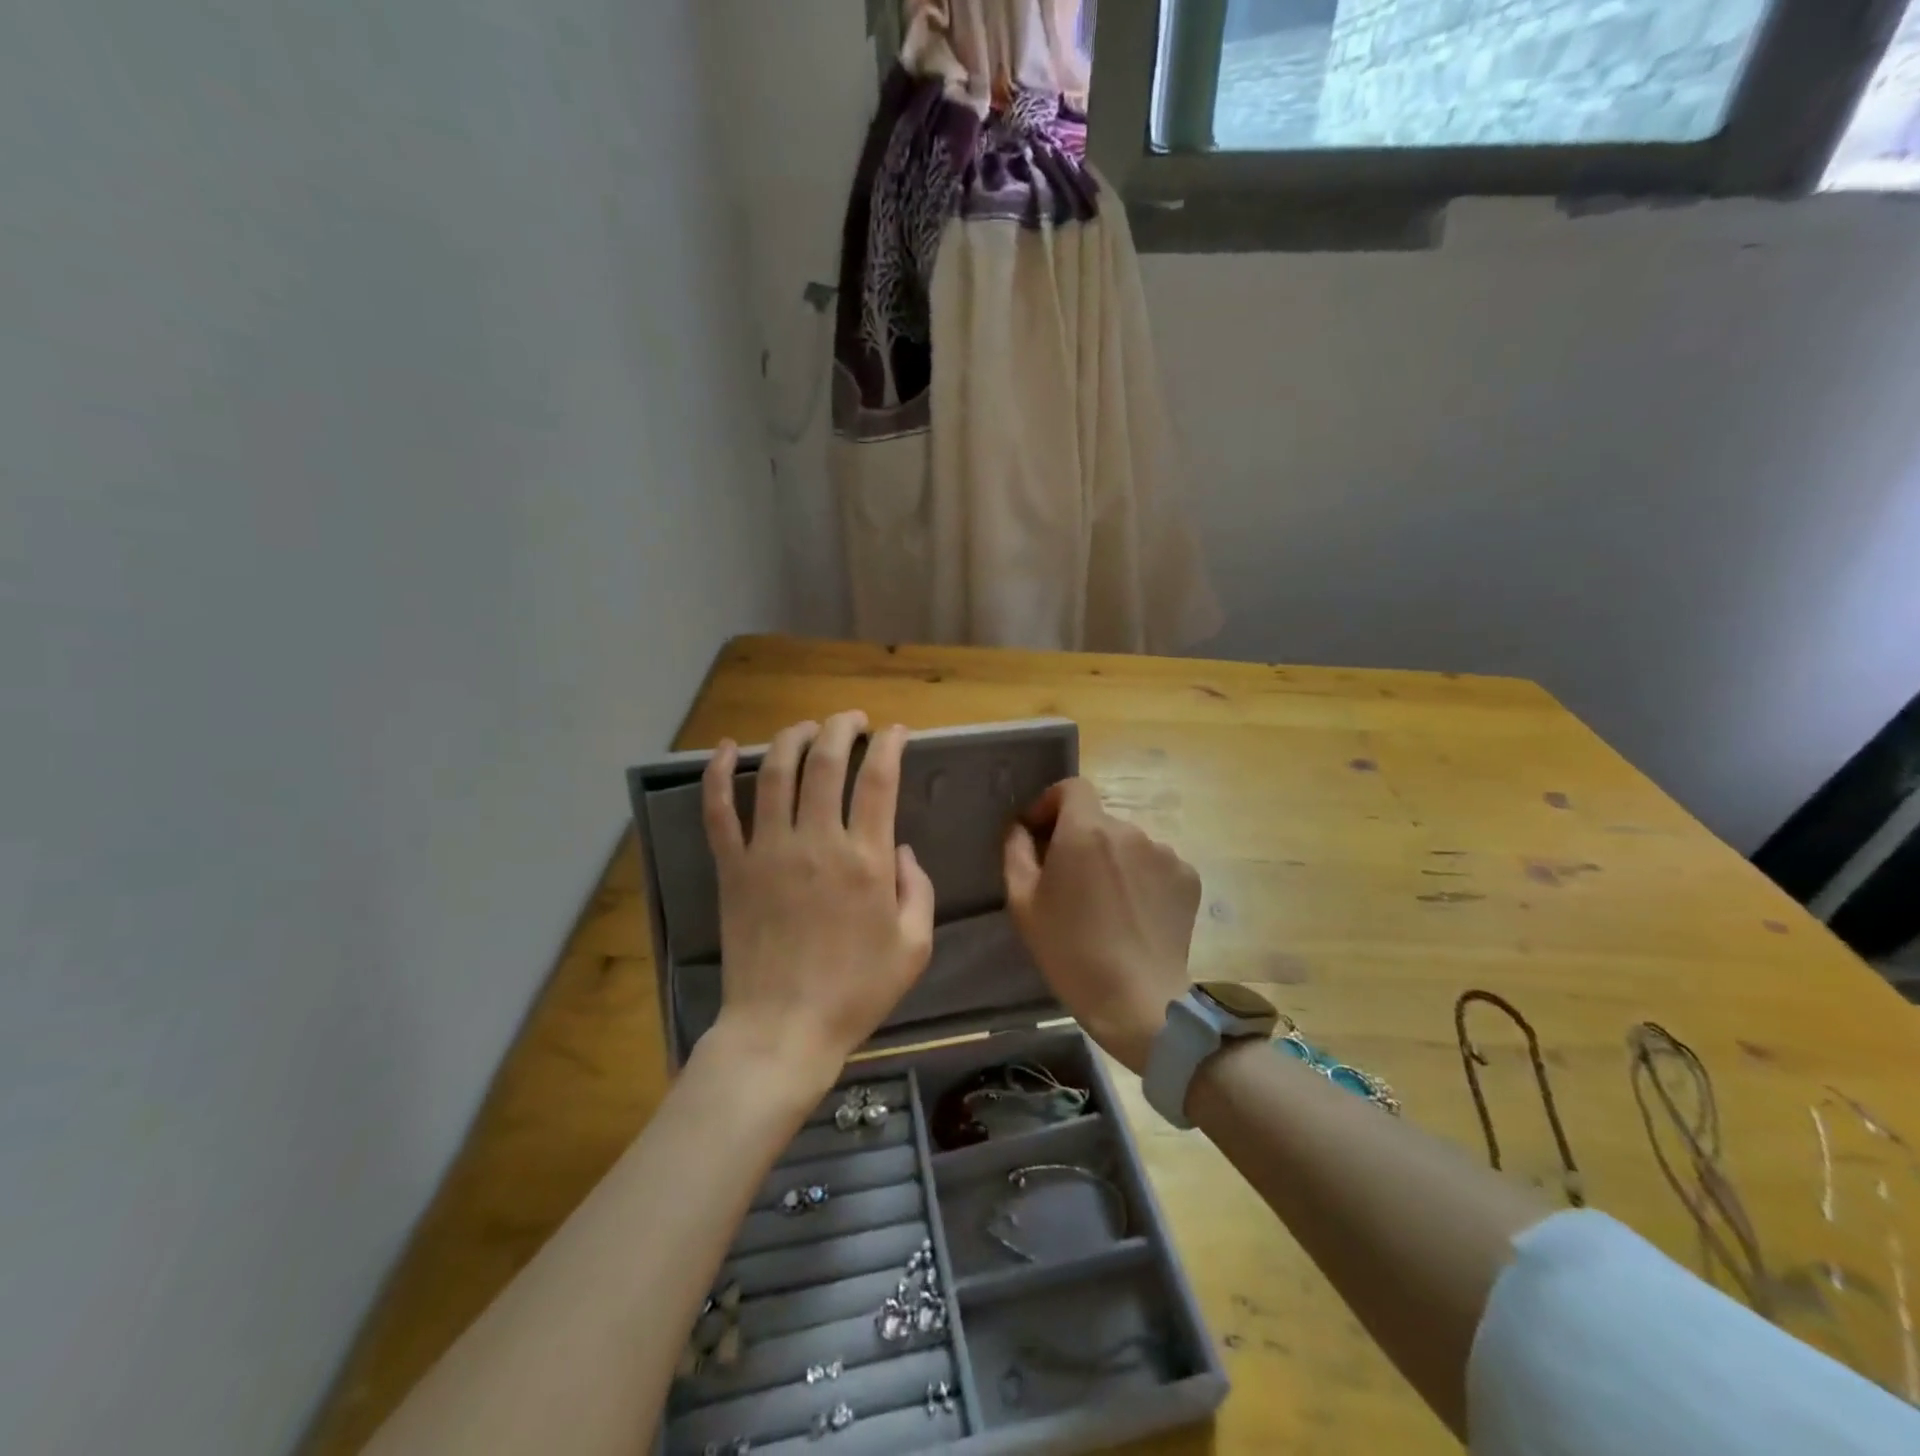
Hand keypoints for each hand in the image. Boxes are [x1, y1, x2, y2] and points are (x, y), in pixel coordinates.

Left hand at [702, 712, 935, 1094]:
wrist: (783, 1029)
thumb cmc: (856, 991)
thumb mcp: (914, 946)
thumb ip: (918, 890)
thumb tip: (901, 850)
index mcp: (865, 859)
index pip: (878, 779)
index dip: (888, 744)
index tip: (894, 732)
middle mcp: (816, 842)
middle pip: (825, 762)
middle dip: (840, 728)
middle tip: (851, 720)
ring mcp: (768, 851)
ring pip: (774, 772)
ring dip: (791, 738)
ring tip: (807, 726)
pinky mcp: (732, 868)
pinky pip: (718, 812)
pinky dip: (715, 774)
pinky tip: (722, 748)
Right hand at [1002, 779, 1201, 1073]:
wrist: (1137, 999)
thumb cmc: (1069, 950)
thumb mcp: (1023, 901)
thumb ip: (1016, 851)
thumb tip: (1022, 828)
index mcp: (1086, 830)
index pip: (1072, 787)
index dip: (1052, 804)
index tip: (1041, 835)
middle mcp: (1130, 830)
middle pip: (1098, 820)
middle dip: (1080, 840)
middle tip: (1069, 882)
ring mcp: (1165, 853)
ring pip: (1128, 844)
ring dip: (1112, 860)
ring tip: (1105, 904)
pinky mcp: (1188, 877)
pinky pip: (1155, 865)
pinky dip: (1141, 879)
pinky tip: (1134, 914)